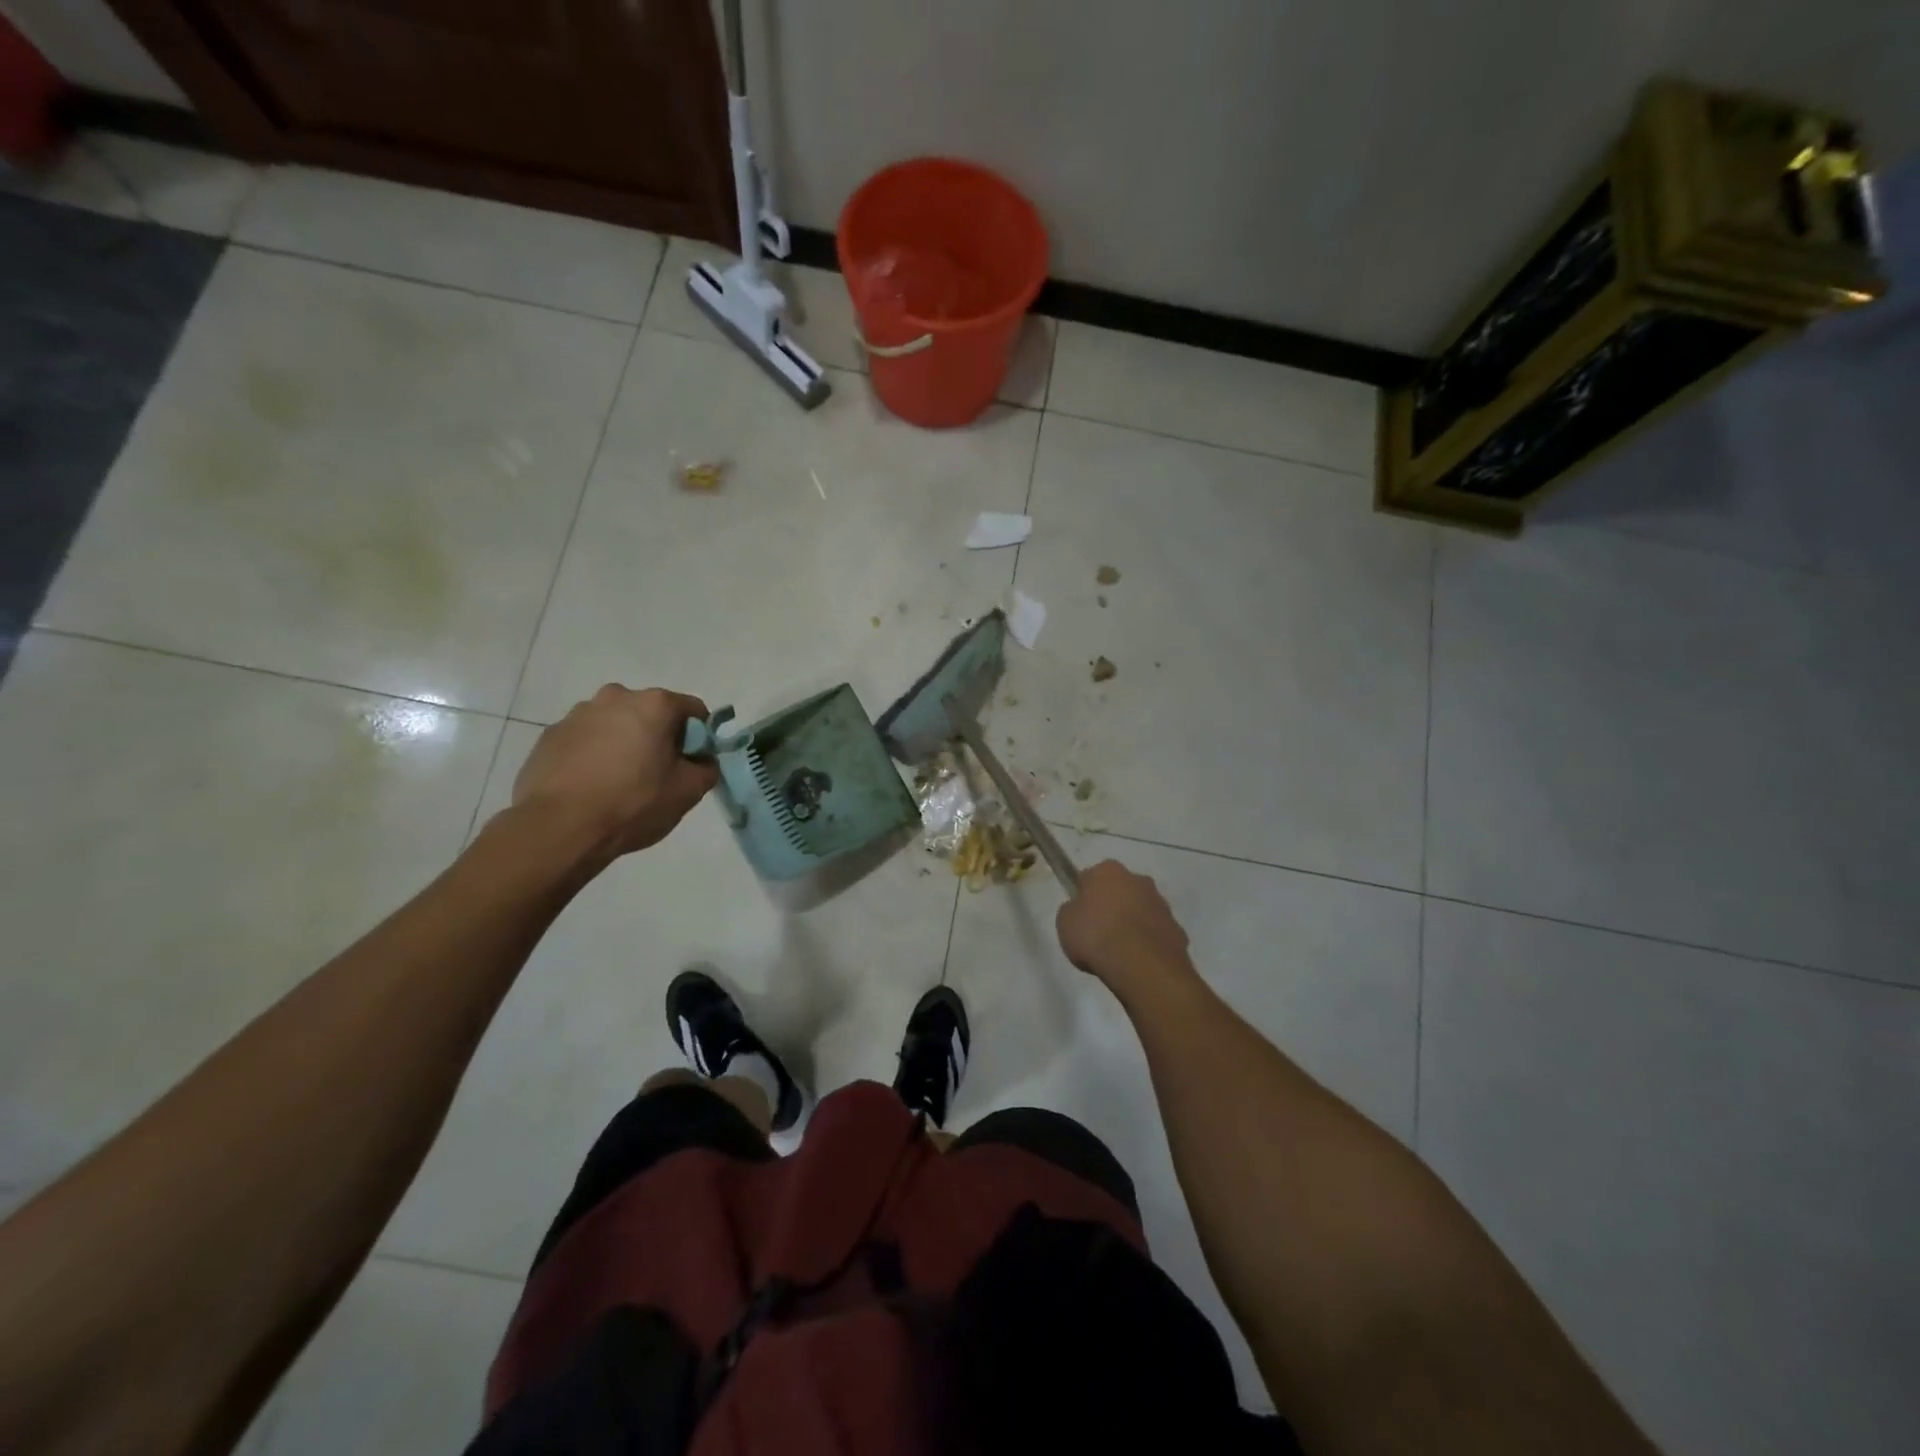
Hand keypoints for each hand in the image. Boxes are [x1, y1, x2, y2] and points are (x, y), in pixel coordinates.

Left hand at [511, 685, 718, 862]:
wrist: (559, 827)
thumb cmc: (633, 803)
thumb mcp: (688, 791)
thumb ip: (706, 768)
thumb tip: (701, 761)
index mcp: (654, 704)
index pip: (693, 710)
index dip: (700, 737)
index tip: (692, 763)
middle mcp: (616, 697)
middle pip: (651, 713)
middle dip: (658, 737)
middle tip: (656, 774)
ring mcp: (577, 714)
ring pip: (615, 725)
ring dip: (623, 743)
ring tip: (618, 782)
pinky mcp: (550, 735)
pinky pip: (584, 740)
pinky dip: (593, 755)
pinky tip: (591, 786)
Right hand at [1056, 860, 1195, 990]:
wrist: (1142, 967)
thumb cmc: (1096, 937)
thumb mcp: (1065, 922)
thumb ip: (1072, 910)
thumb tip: (1080, 910)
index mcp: (1108, 871)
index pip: (1089, 877)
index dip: (1083, 896)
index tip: (1079, 915)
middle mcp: (1138, 879)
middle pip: (1119, 890)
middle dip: (1112, 906)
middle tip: (1098, 932)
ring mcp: (1161, 904)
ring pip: (1140, 910)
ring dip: (1132, 923)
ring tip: (1119, 952)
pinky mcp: (1177, 929)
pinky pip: (1156, 933)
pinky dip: (1148, 943)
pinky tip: (1137, 962)